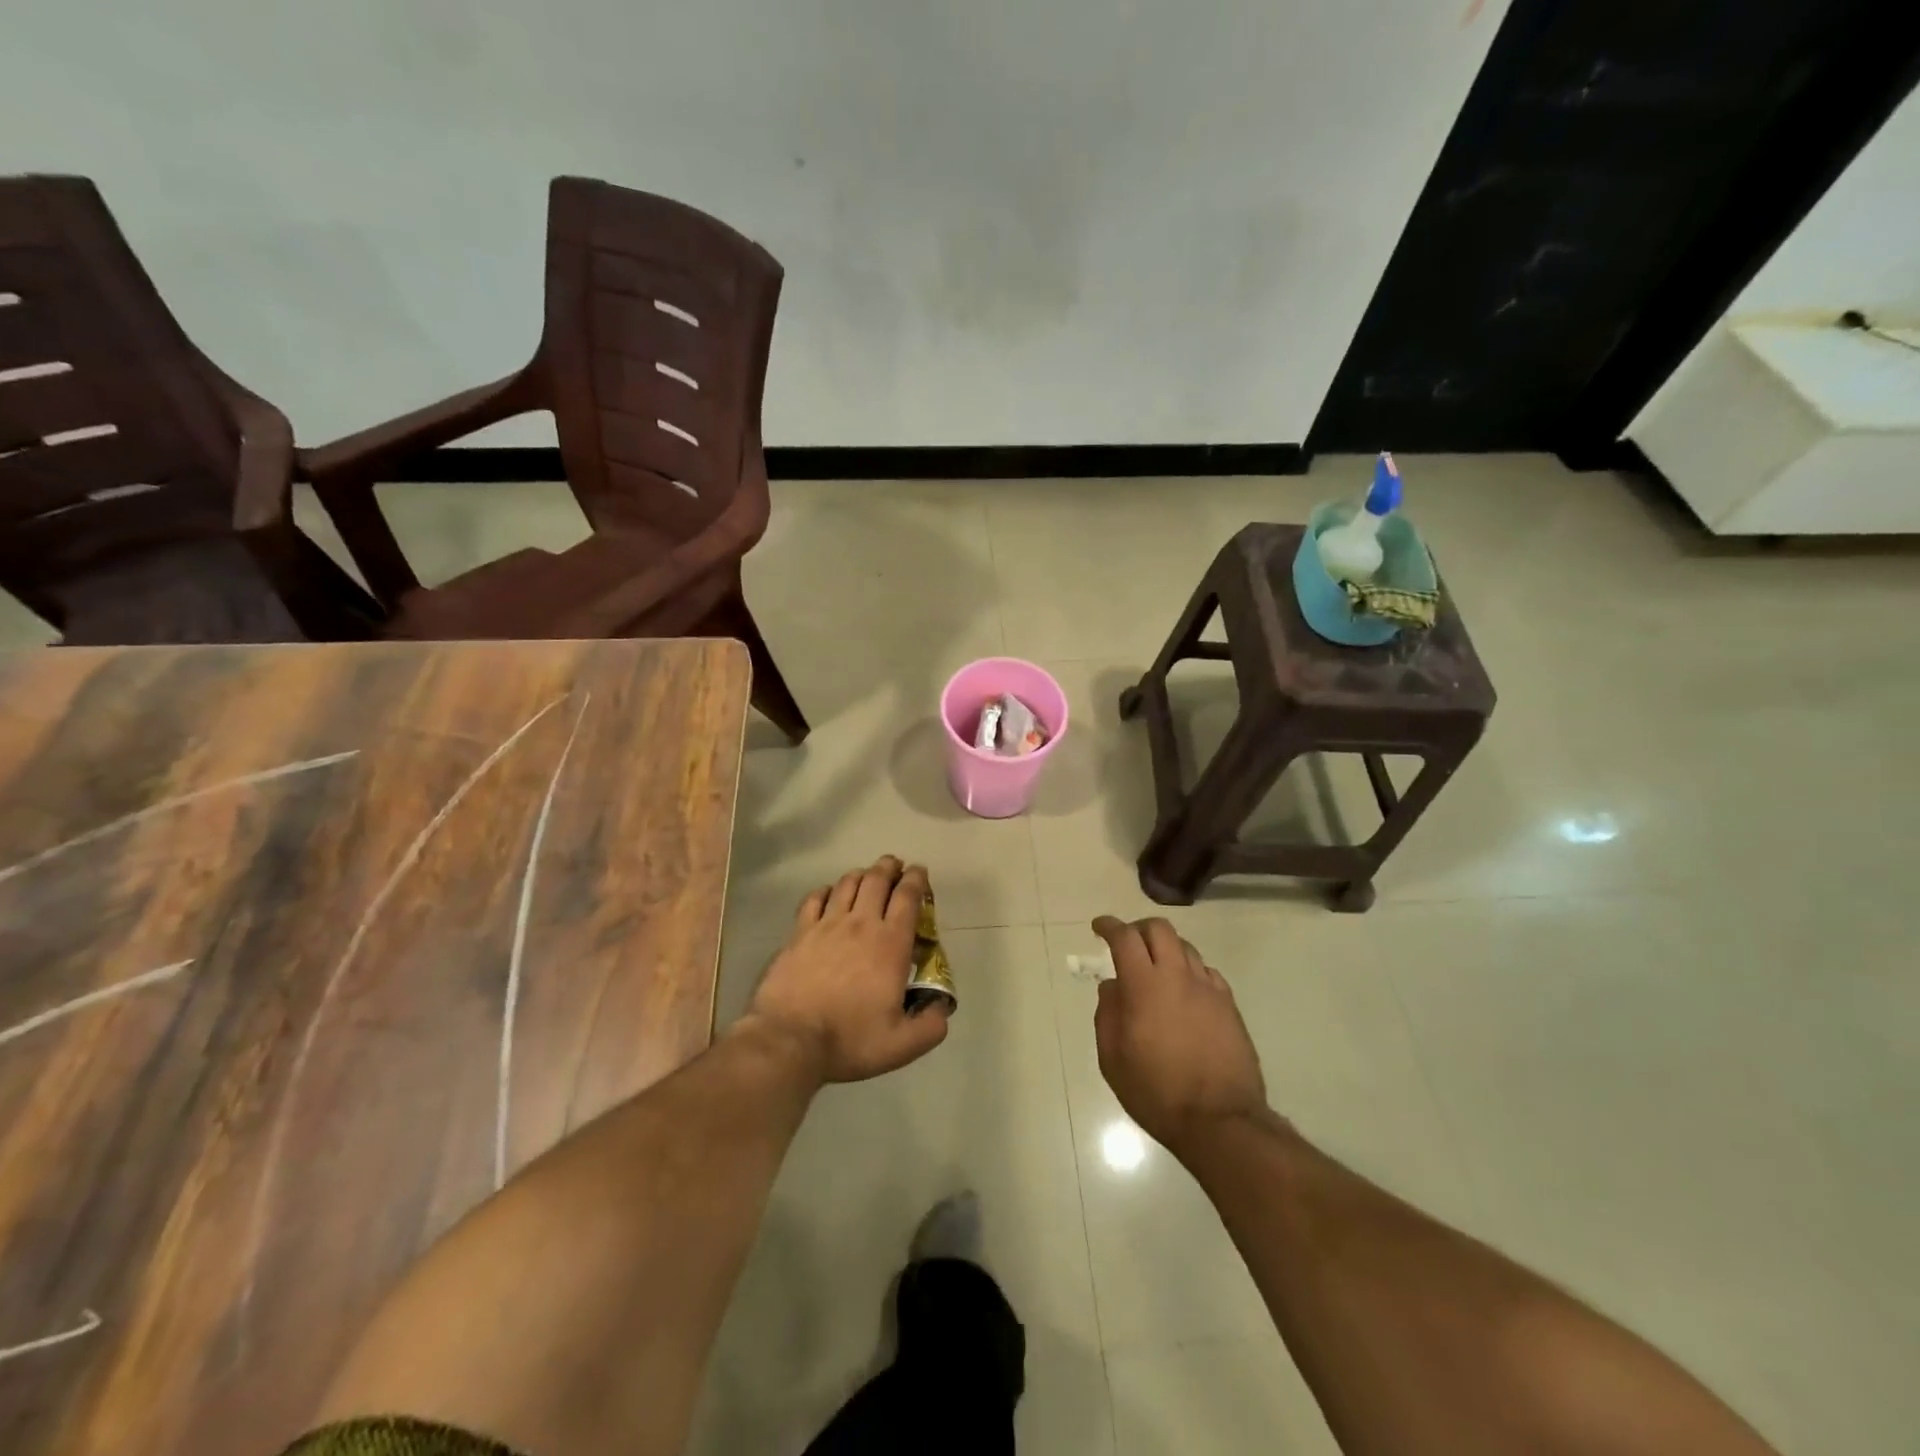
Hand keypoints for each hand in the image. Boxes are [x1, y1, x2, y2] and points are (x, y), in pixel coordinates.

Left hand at [744, 857, 949, 1083]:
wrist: (789, 1040)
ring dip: (861, 874)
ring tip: (867, 876)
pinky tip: (829, 894)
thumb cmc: (849, 1040)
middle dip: (890, 867)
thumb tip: (941, 1007)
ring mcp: (826, 925)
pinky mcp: (799, 933)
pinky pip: (815, 898)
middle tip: (896, 866)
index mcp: (890, 944)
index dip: (917, 879)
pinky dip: (826, 890)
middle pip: (877, 879)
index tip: (920, 873)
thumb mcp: (902, 1045)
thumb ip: (931, 1025)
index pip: (908, 897)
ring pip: (847, 883)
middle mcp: (861, 924)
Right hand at [1092, 916, 1266, 1154]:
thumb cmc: (1156, 1092)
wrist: (1220, 1121)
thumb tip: (1113, 987)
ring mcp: (1208, 989)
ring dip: (1165, 949)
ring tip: (1155, 970)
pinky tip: (1184, 992)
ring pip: (1185, 947)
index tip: (1098, 928)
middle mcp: (1178, 976)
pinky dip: (1189, 971)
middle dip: (1138, 929)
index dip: (1108, 926)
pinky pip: (1206, 972)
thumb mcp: (1113, 1059)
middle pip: (1159, 929)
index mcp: (1144, 986)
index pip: (1125, 937)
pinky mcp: (1229, 1005)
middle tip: (1127, 945)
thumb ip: (1108, 1015)